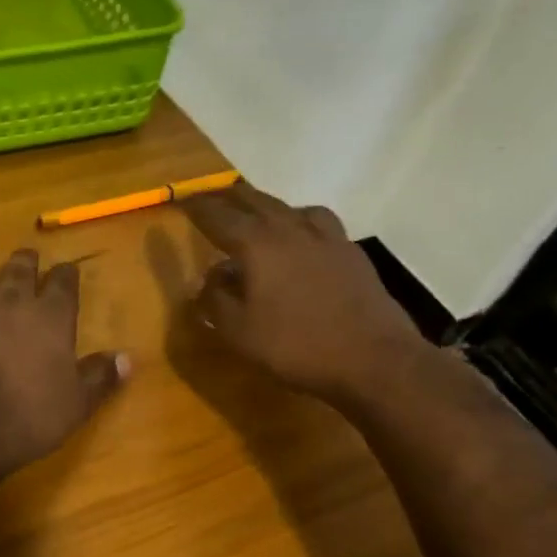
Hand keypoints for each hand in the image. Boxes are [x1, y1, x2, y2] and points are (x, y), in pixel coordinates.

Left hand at [0, 249, 128, 482]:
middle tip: (26, 257)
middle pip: (18, 270)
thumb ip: (99, 378)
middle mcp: (8, 303)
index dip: (67, 274)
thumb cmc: (25, 419)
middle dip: (25, 261)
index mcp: (49, 318)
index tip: (68, 270)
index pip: (63, 283)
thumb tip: (127, 358)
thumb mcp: (75, 406)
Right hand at [179, 182, 430, 402]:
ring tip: (259, 214)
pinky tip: (302, 240)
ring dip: (268, 206)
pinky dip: (301, 222)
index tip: (182, 199)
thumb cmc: (295, 345)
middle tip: (213, 197)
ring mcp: (326, 239)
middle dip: (230, 197)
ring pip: (292, 208)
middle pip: (256, 201)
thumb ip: (215, 301)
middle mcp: (291, 230)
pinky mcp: (350, 254)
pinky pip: (320, 224)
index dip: (198, 208)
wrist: (373, 359)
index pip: (219, 217)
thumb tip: (208, 281)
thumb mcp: (238, 332)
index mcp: (258, 245)